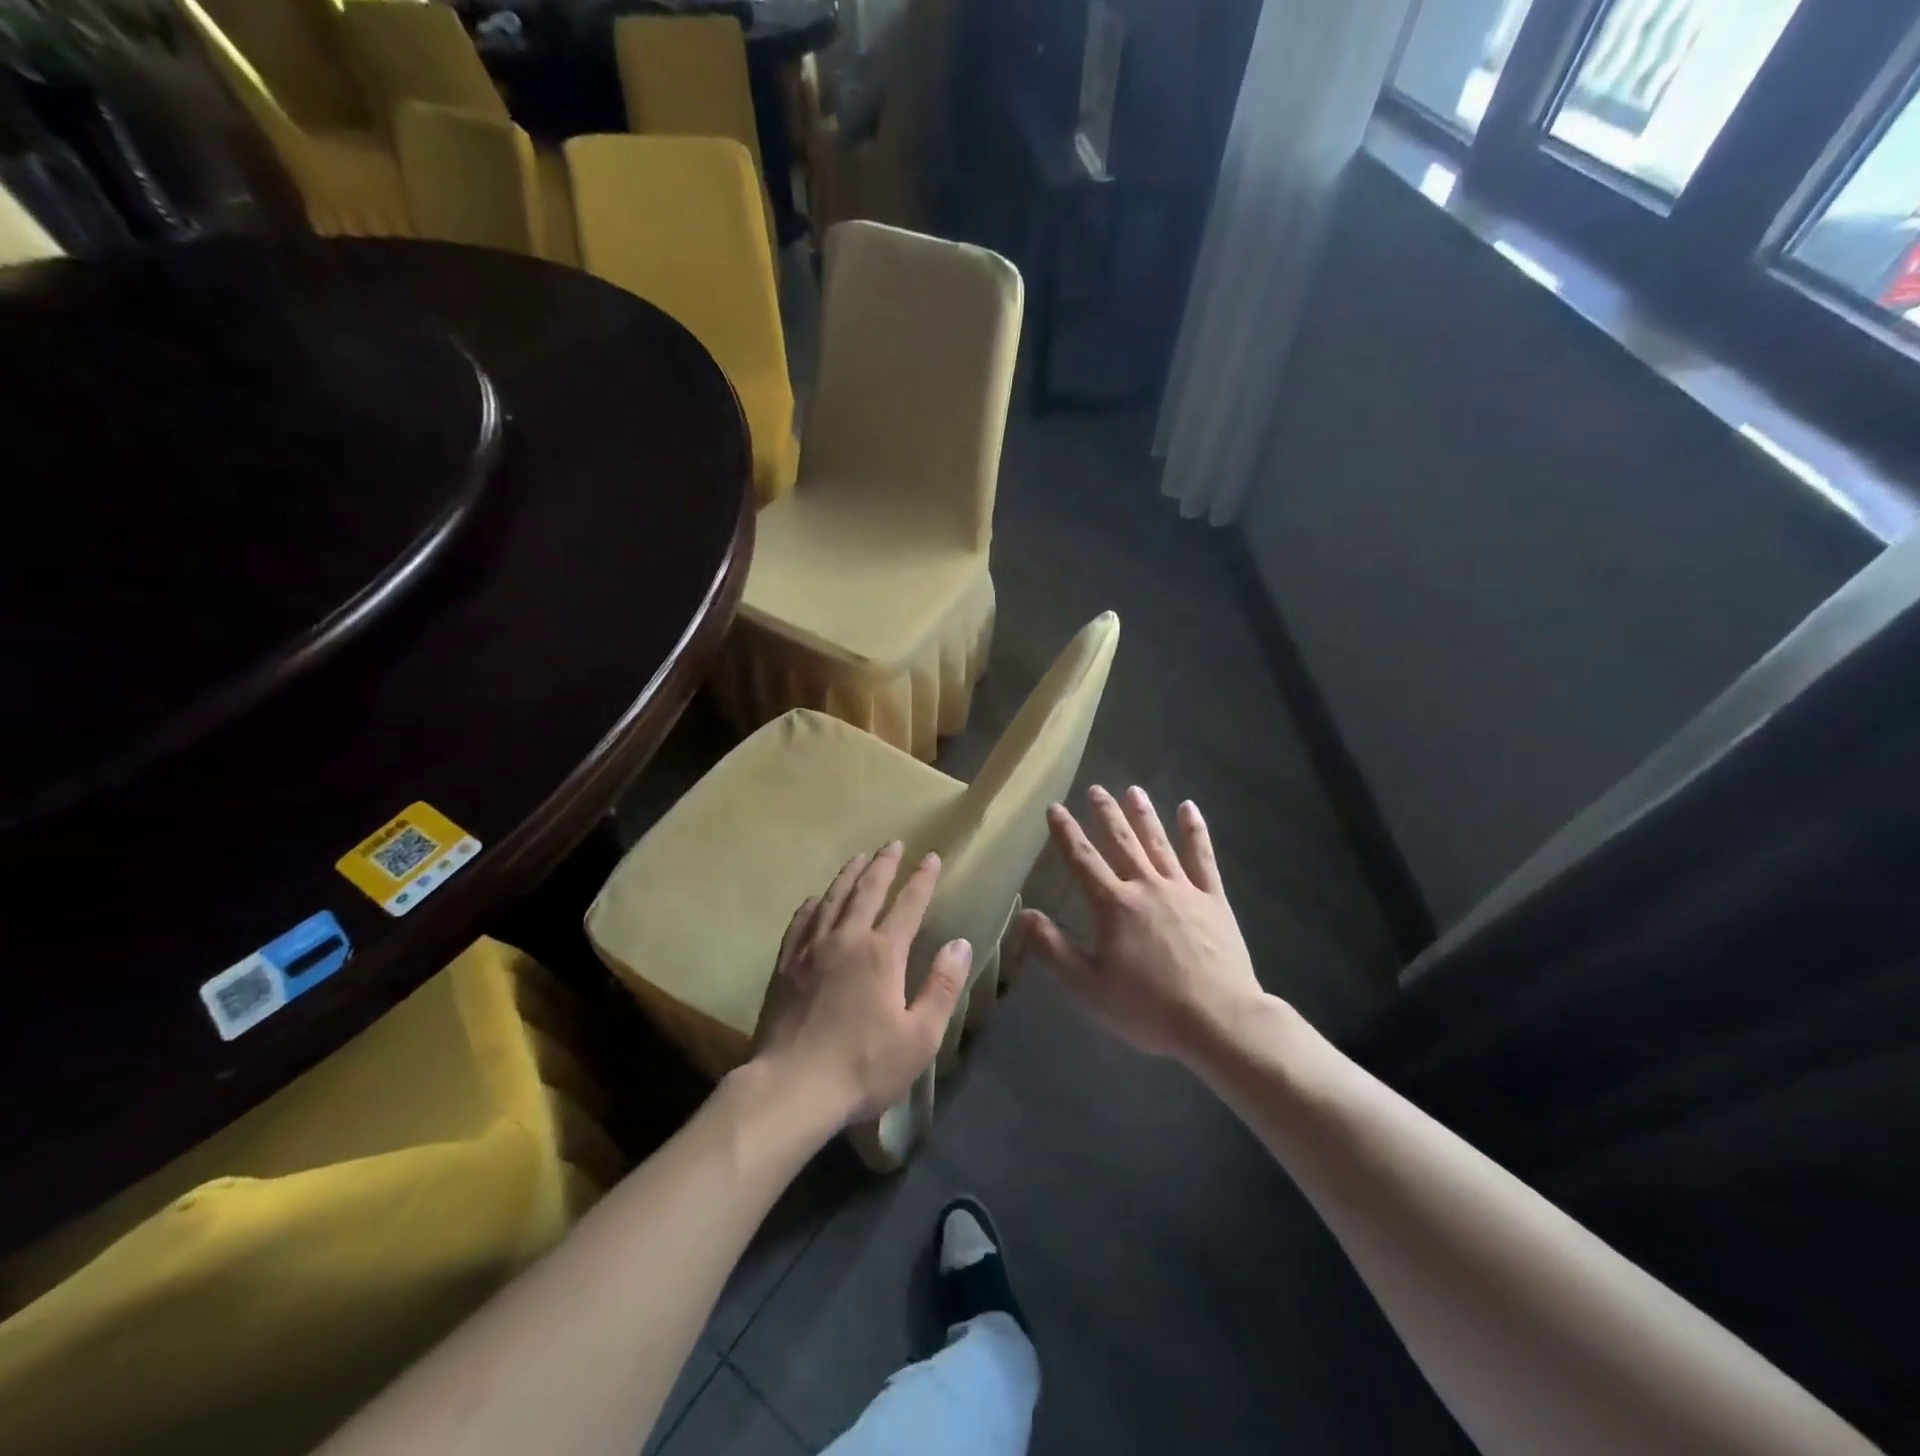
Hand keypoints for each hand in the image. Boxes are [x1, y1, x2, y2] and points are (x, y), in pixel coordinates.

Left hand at [750, 843, 972, 1129]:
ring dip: (849, 875)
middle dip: (884, 864)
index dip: (922, 879)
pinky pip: (801, 922)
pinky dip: (812, 904)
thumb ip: (942, 987)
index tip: (931, 857)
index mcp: (883, 953)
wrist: (792, 1087)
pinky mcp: (785, 965)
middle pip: (867, 890)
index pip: (908, 904)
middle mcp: (847, 939)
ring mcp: (811, 949)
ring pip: (832, 898)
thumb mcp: (920, 1037)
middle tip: (893, 844)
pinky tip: (814, 899)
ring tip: (858, 858)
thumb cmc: (863, 1066)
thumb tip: (960, 943)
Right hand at [1021, 787, 1266, 1066]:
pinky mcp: (1213, 899)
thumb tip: (1023, 914)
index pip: (1083, 860)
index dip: (1066, 833)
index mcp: (1113, 905)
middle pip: (1121, 841)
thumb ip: (1054, 948)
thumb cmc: (1148, 1008)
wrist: (1218, 1020)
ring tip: (1133, 790)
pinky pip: (1203, 858)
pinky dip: (1195, 831)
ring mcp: (1183, 889)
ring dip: (1143, 814)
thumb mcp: (1089, 987)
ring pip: (1158, 842)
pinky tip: (1189, 809)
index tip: (1055, 808)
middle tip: (1095, 789)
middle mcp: (1146, 886)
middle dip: (1105, 814)